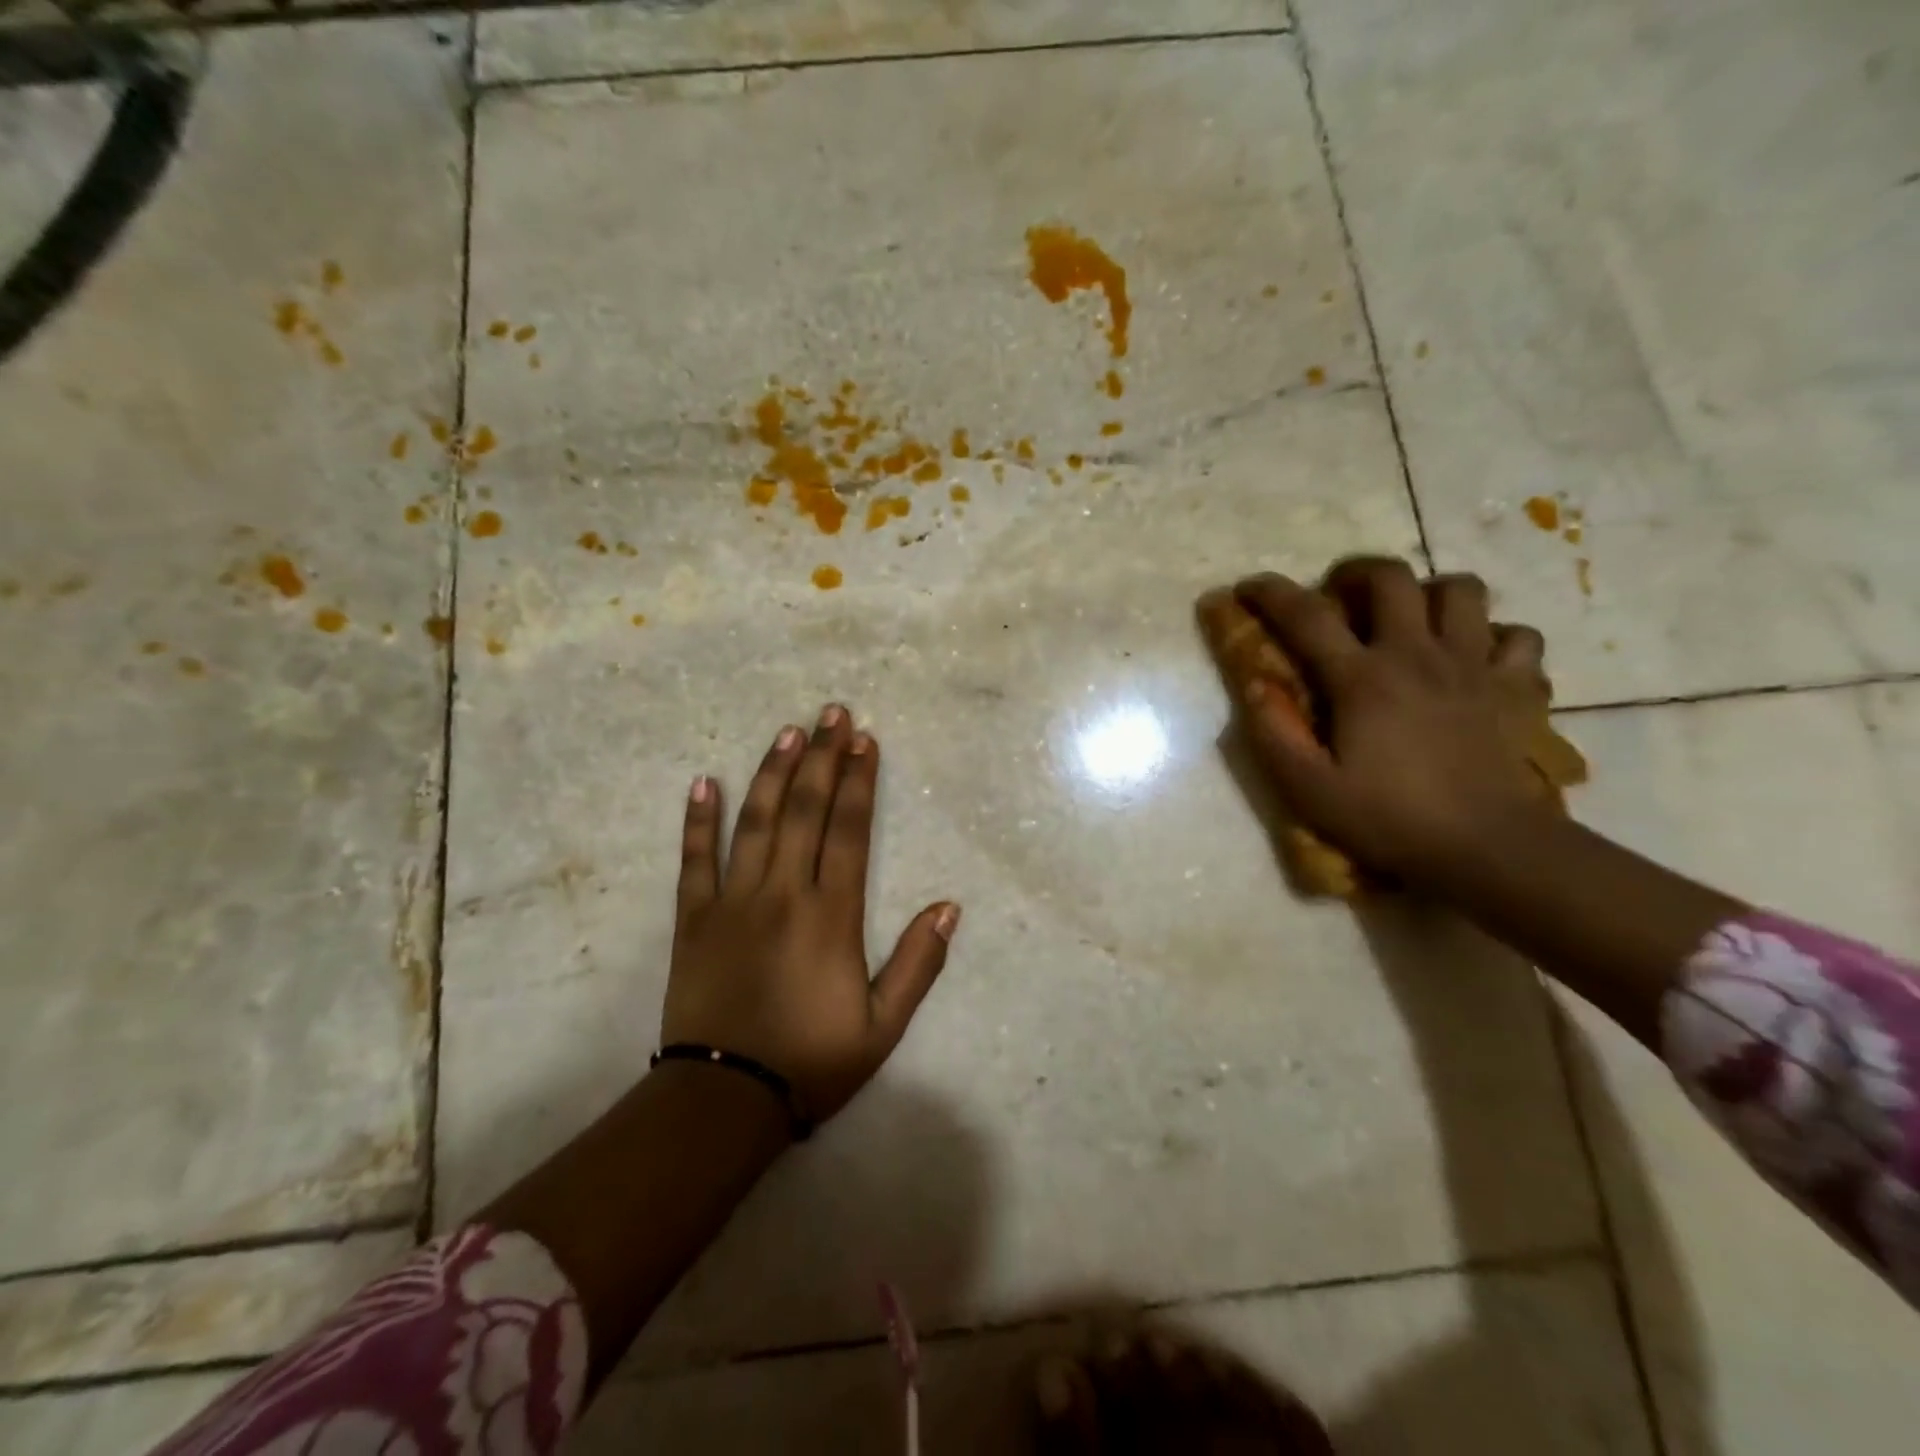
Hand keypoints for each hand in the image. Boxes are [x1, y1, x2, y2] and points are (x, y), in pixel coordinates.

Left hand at [662, 705, 959, 1124]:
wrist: (725, 1100)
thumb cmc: (812, 1061)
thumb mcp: (883, 1026)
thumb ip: (918, 964)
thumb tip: (949, 906)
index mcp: (831, 915)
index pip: (849, 831)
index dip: (859, 782)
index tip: (865, 741)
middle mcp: (783, 894)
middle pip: (805, 811)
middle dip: (822, 757)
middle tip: (831, 712)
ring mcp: (733, 902)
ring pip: (755, 822)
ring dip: (773, 772)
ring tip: (788, 731)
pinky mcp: (693, 919)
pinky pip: (694, 860)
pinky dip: (698, 820)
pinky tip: (705, 782)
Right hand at [1234, 557, 1557, 889]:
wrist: (1488, 849)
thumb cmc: (1389, 819)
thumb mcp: (1308, 789)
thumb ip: (1274, 733)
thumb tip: (1255, 685)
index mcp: (1363, 679)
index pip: (1307, 617)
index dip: (1271, 594)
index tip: (1248, 587)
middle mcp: (1418, 656)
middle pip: (1392, 578)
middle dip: (1357, 573)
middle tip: (1340, 596)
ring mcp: (1474, 666)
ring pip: (1461, 591)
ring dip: (1429, 593)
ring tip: (1410, 620)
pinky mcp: (1516, 687)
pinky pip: (1516, 636)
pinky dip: (1493, 636)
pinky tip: (1472, 659)